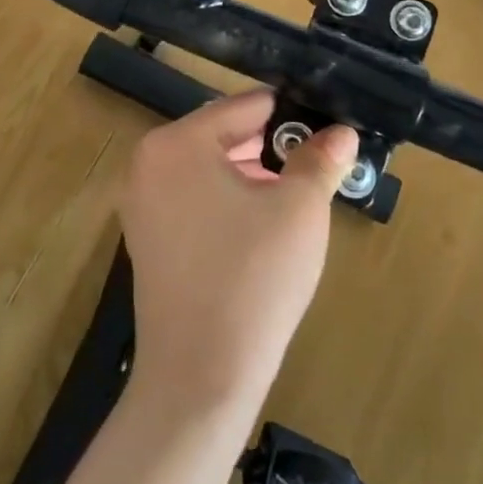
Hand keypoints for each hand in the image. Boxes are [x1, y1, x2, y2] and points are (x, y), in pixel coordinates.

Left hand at [116, 93, 357, 423]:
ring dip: (253, 175)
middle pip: (224, 134)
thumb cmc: (252, 279)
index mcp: (176, 142)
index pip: (245, 106)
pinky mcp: (147, 238)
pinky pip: (195, 199)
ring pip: (211, 168)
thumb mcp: (299, 210)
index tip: (328, 129)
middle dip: (272, 147)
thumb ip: (319, 160)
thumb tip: (341, 133)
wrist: (200, 377)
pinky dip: (229, 202)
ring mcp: (142, 202)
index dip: (293, 115)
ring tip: (297, 197)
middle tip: (317, 167)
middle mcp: (148, 162)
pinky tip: (263, 228)